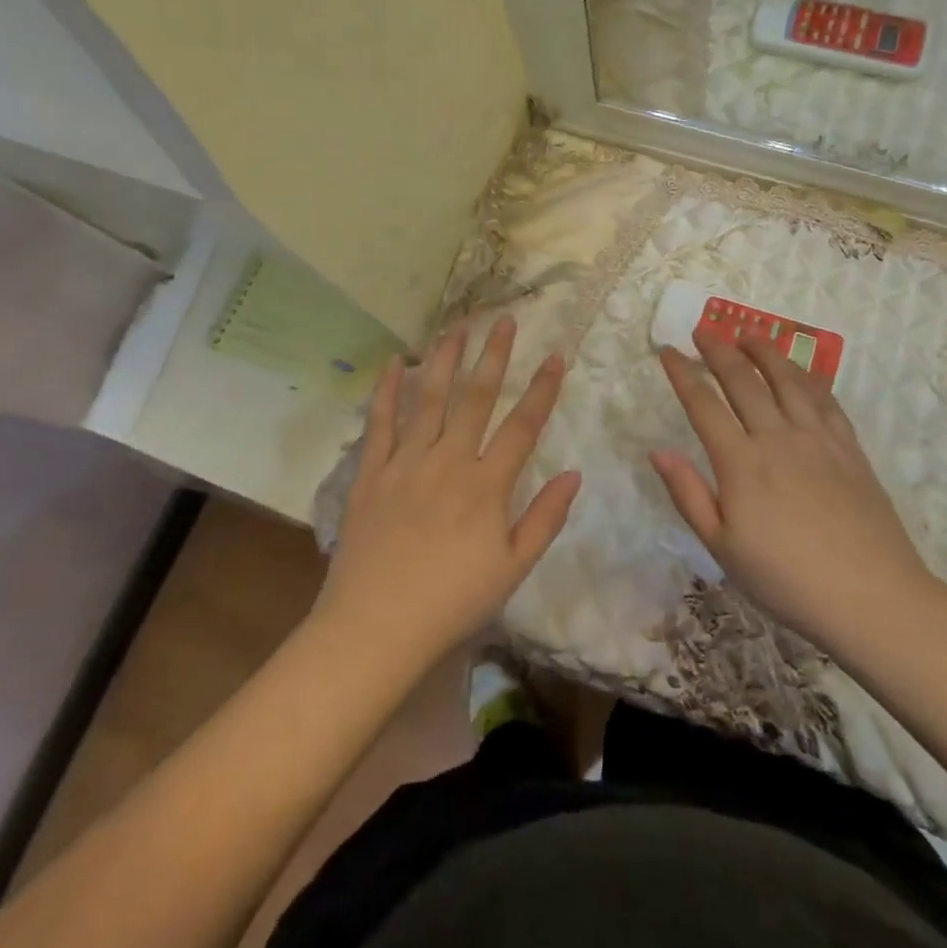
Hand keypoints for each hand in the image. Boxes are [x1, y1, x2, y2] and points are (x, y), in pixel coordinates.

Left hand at [315, 319, 579, 666]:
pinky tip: (394, 362)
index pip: (522, 426)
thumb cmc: (452, 602)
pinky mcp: (372, 472)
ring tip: (457, 327)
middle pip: (476, 398)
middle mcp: (448, 461)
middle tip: (504, 320)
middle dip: (493, 356)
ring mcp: (406, 462)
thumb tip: (574, 474)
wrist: (375, 627)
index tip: (555, 355)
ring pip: (429, 398)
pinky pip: (380, 422)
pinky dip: (387, 390)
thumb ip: (545, 519)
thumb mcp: (512, 569)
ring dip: (444, 359)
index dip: (542, 389)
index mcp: (486, 486)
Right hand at [650, 333, 931, 649]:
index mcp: (740, 463)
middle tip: (703, 330)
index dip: (682, 374)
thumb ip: (688, 495)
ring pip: (787, 379)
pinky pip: (825, 399)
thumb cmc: (787, 580)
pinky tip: (800, 370)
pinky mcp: (849, 448)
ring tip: (749, 333)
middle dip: (718, 350)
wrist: (873, 599)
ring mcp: (817, 439)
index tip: (667, 352)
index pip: (703, 405)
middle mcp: (777, 438)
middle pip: (743, 380)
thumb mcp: (723, 548)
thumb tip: (657, 451)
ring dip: (764, 351)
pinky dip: (807, 376)